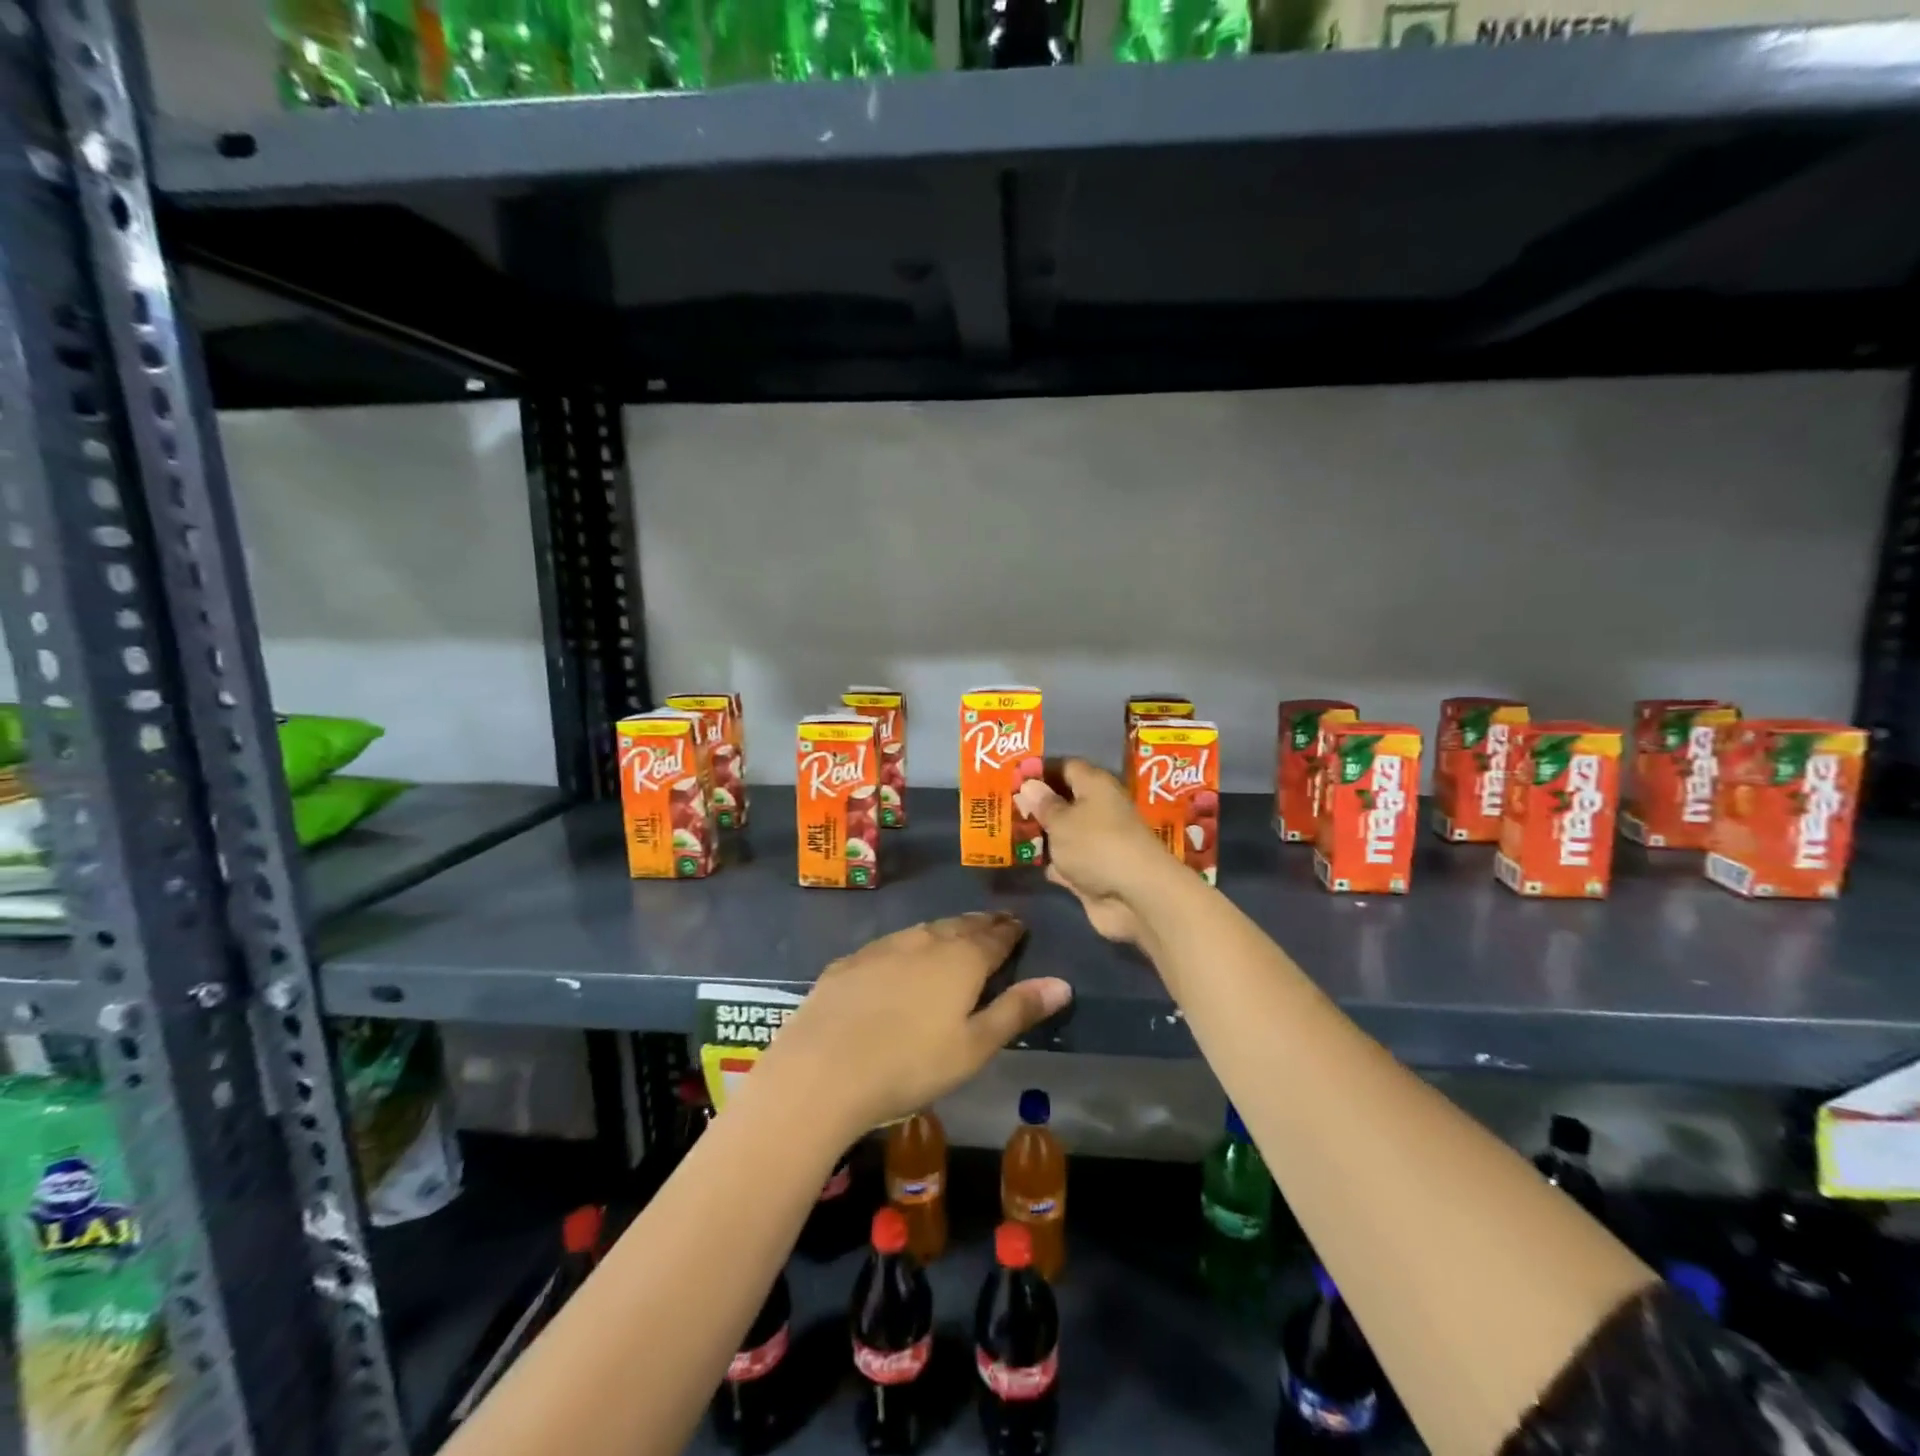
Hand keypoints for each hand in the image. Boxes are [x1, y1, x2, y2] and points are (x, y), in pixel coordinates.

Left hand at [754, 913, 1071, 1138]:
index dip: (1010, 930)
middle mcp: (925, 942)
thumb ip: (1017, 1011)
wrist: (823, 1068)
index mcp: (961, 960)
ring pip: (925, 930)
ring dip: (945, 930)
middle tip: (994, 923)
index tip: (1019, 924)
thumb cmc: (911, 1064)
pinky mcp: (851, 962)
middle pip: (960, 926)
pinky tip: (903, 956)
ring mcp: (884, 948)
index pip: (994, 937)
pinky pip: (891, 944)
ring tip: (956, 933)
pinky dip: (909, 944)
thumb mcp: (975, 1047)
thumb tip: (1062, 983)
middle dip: (981, 924)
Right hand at [1015, 758, 1180, 944]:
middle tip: (1005, 806)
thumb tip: (1029, 784)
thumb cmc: (1095, 845)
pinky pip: (1068, 861)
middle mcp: (1100, 809)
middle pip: (1066, 801)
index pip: (1067, 767)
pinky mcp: (1095, 872)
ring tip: (1008, 833)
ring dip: (1043, 836)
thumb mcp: (1061, 821)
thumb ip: (1043, 805)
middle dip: (1038, 805)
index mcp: (1095, 786)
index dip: (1041, 771)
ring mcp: (1098, 843)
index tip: (1014, 778)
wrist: (1135, 896)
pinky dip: (1052, 863)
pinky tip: (1028, 863)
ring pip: (1065, 833)